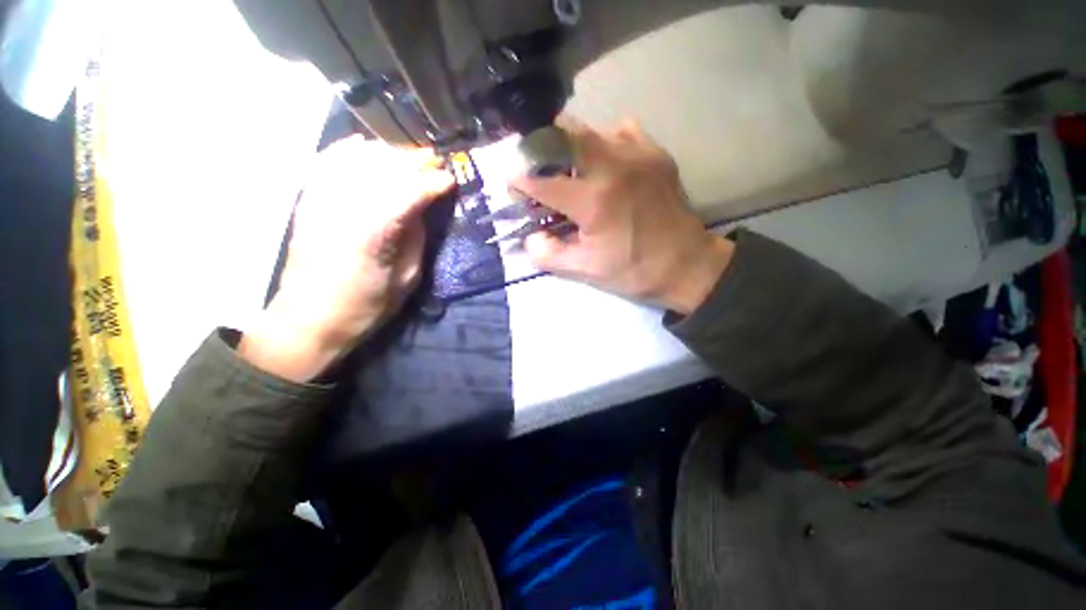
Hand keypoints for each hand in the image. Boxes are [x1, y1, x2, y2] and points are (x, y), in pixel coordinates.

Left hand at [241, 137, 453, 381]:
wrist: (309, 319)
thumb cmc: (366, 306)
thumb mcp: (407, 278)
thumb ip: (416, 238)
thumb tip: (423, 209)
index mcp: (372, 232)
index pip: (409, 192)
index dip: (433, 182)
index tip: (450, 180)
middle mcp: (344, 207)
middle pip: (383, 167)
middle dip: (414, 161)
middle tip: (435, 162)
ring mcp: (320, 200)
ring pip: (357, 159)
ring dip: (388, 154)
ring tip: (408, 159)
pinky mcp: (307, 201)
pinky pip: (327, 161)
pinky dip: (348, 150)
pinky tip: (365, 147)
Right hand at [512, 117, 733, 313]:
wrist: (685, 265)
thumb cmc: (633, 270)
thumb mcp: (584, 271)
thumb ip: (548, 254)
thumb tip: (531, 237)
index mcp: (593, 200)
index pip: (540, 179)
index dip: (519, 181)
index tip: (514, 187)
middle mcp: (612, 166)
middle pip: (563, 133)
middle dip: (541, 148)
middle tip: (538, 168)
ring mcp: (637, 153)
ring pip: (590, 129)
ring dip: (570, 146)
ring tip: (570, 170)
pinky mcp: (655, 153)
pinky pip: (620, 131)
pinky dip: (604, 142)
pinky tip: (605, 164)